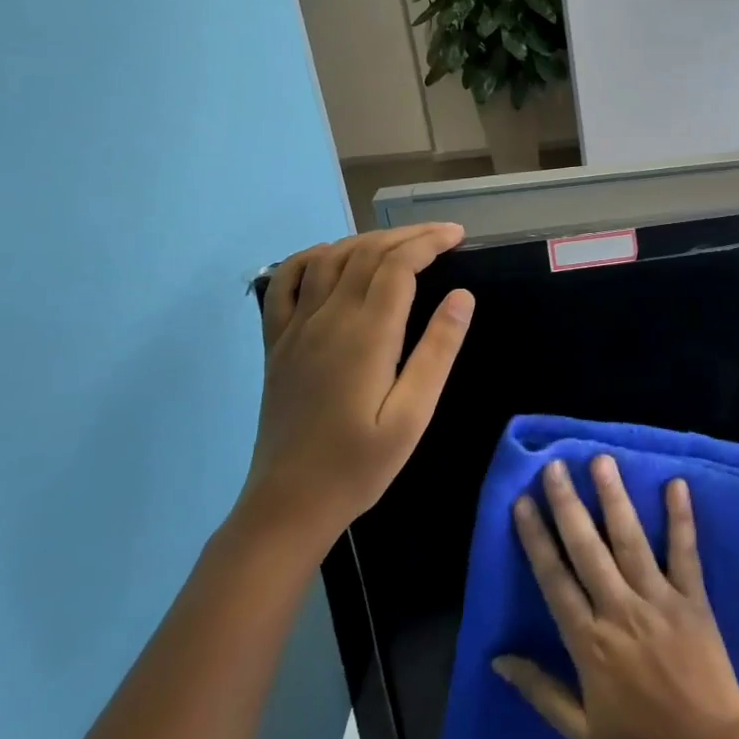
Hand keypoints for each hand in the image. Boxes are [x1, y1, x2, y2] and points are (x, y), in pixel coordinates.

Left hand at [239, 224, 473, 550]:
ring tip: (400, 244)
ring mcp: (295, 327)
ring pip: (330, 258)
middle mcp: (327, 318)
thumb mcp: (413, 415)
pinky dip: (310, 257)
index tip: (458, 237)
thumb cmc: (360, 464)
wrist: (289, 503)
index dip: (429, 242)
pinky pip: (285, 282)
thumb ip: (437, 351)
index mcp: (366, 335)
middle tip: (442, 236)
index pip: (398, 265)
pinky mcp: (276, 342)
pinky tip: (331, 257)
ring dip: (367, 240)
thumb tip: (462, 296)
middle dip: (407, 236)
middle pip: (367, 253)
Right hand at [494, 456, 738, 738]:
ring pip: (630, 540)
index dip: (536, 539)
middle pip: (587, 549)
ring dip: (615, 499)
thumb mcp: (581, 731)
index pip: (554, 580)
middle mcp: (620, 610)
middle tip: (555, 466)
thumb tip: (498, 658)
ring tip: (601, 461)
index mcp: (589, 642)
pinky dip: (681, 518)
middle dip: (568, 505)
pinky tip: (676, 483)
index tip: (523, 502)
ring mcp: (658, 599)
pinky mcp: (692, 597)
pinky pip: (685, 552)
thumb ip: (541, 691)